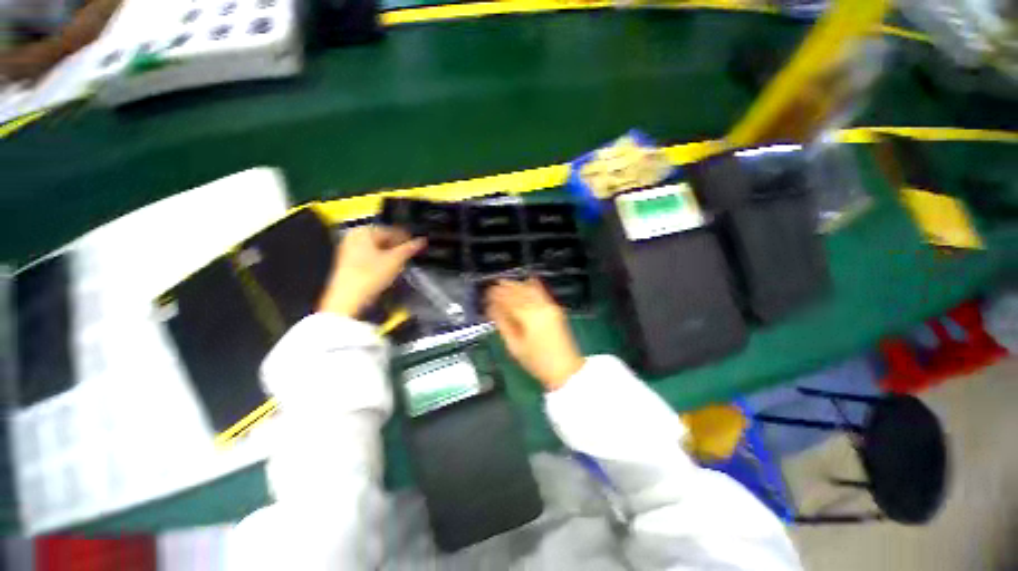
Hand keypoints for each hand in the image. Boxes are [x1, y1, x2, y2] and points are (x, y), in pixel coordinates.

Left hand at [318, 226, 424, 317]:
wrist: (348, 298)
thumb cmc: (369, 276)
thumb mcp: (395, 260)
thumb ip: (410, 248)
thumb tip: (421, 241)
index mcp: (363, 231)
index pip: (391, 230)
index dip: (406, 238)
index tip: (416, 244)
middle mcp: (353, 236)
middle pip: (382, 238)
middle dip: (397, 245)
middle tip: (410, 253)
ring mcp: (348, 249)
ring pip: (375, 247)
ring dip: (389, 253)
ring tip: (400, 261)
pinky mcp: (347, 262)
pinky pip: (368, 255)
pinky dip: (380, 259)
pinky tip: (387, 267)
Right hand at [486, 278, 583, 390]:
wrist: (565, 368)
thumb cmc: (537, 361)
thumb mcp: (514, 346)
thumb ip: (502, 324)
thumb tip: (492, 309)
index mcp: (528, 317)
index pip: (508, 300)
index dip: (495, 296)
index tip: (486, 294)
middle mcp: (539, 307)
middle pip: (518, 291)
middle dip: (504, 287)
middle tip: (491, 287)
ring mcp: (549, 306)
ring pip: (529, 289)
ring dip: (516, 285)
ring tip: (504, 283)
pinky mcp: (555, 308)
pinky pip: (541, 291)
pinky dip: (531, 285)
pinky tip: (525, 281)